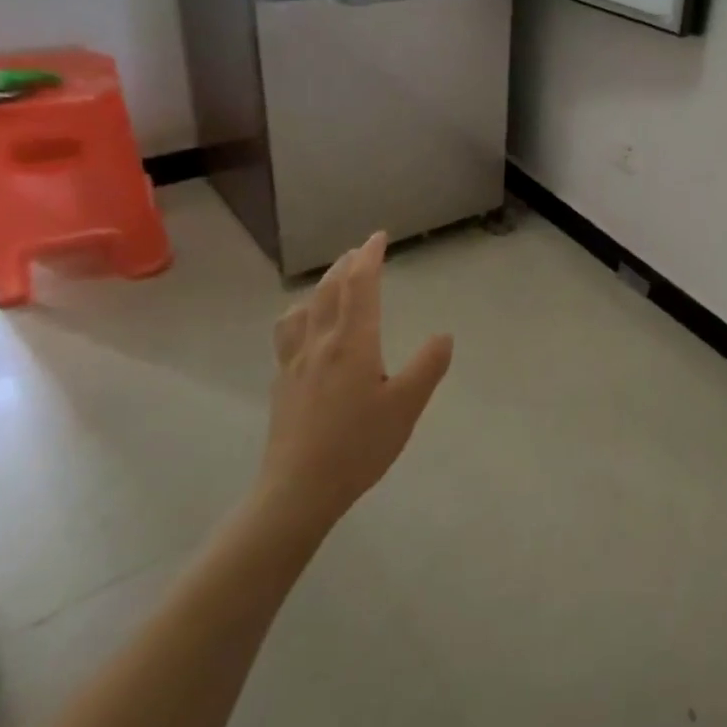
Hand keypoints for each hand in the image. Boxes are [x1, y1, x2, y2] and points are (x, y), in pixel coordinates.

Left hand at [259, 232, 453, 535]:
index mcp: (353, 343)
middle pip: (329, 291)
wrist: (298, 489)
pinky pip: (289, 332)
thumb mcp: (407, 406)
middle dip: (346, 265)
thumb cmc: (358, 446)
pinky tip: (304, 328)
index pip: (360, 286)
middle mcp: (320, 343)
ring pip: (304, 309)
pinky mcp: (283, 383)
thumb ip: (428, 366)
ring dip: (321, 286)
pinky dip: (301, 313)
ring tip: (332, 283)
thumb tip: (443, 335)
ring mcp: (296, 362)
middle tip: (360, 252)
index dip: (369, 257)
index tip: (378, 237)